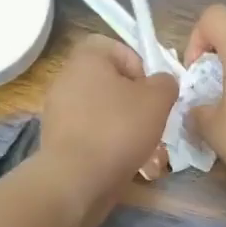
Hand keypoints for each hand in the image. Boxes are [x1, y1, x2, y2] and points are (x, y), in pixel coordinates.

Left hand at [36, 34, 176, 210]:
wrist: (77, 179)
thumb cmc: (118, 129)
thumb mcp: (157, 100)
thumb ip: (166, 83)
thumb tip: (162, 82)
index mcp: (86, 59)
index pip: (114, 46)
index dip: (139, 64)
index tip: (152, 90)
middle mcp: (67, 79)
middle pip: (111, 83)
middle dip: (136, 102)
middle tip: (153, 121)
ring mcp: (59, 112)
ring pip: (103, 112)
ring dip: (126, 127)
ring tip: (147, 149)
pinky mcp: (59, 141)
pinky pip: (91, 134)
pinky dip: (109, 145)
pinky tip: (127, 163)